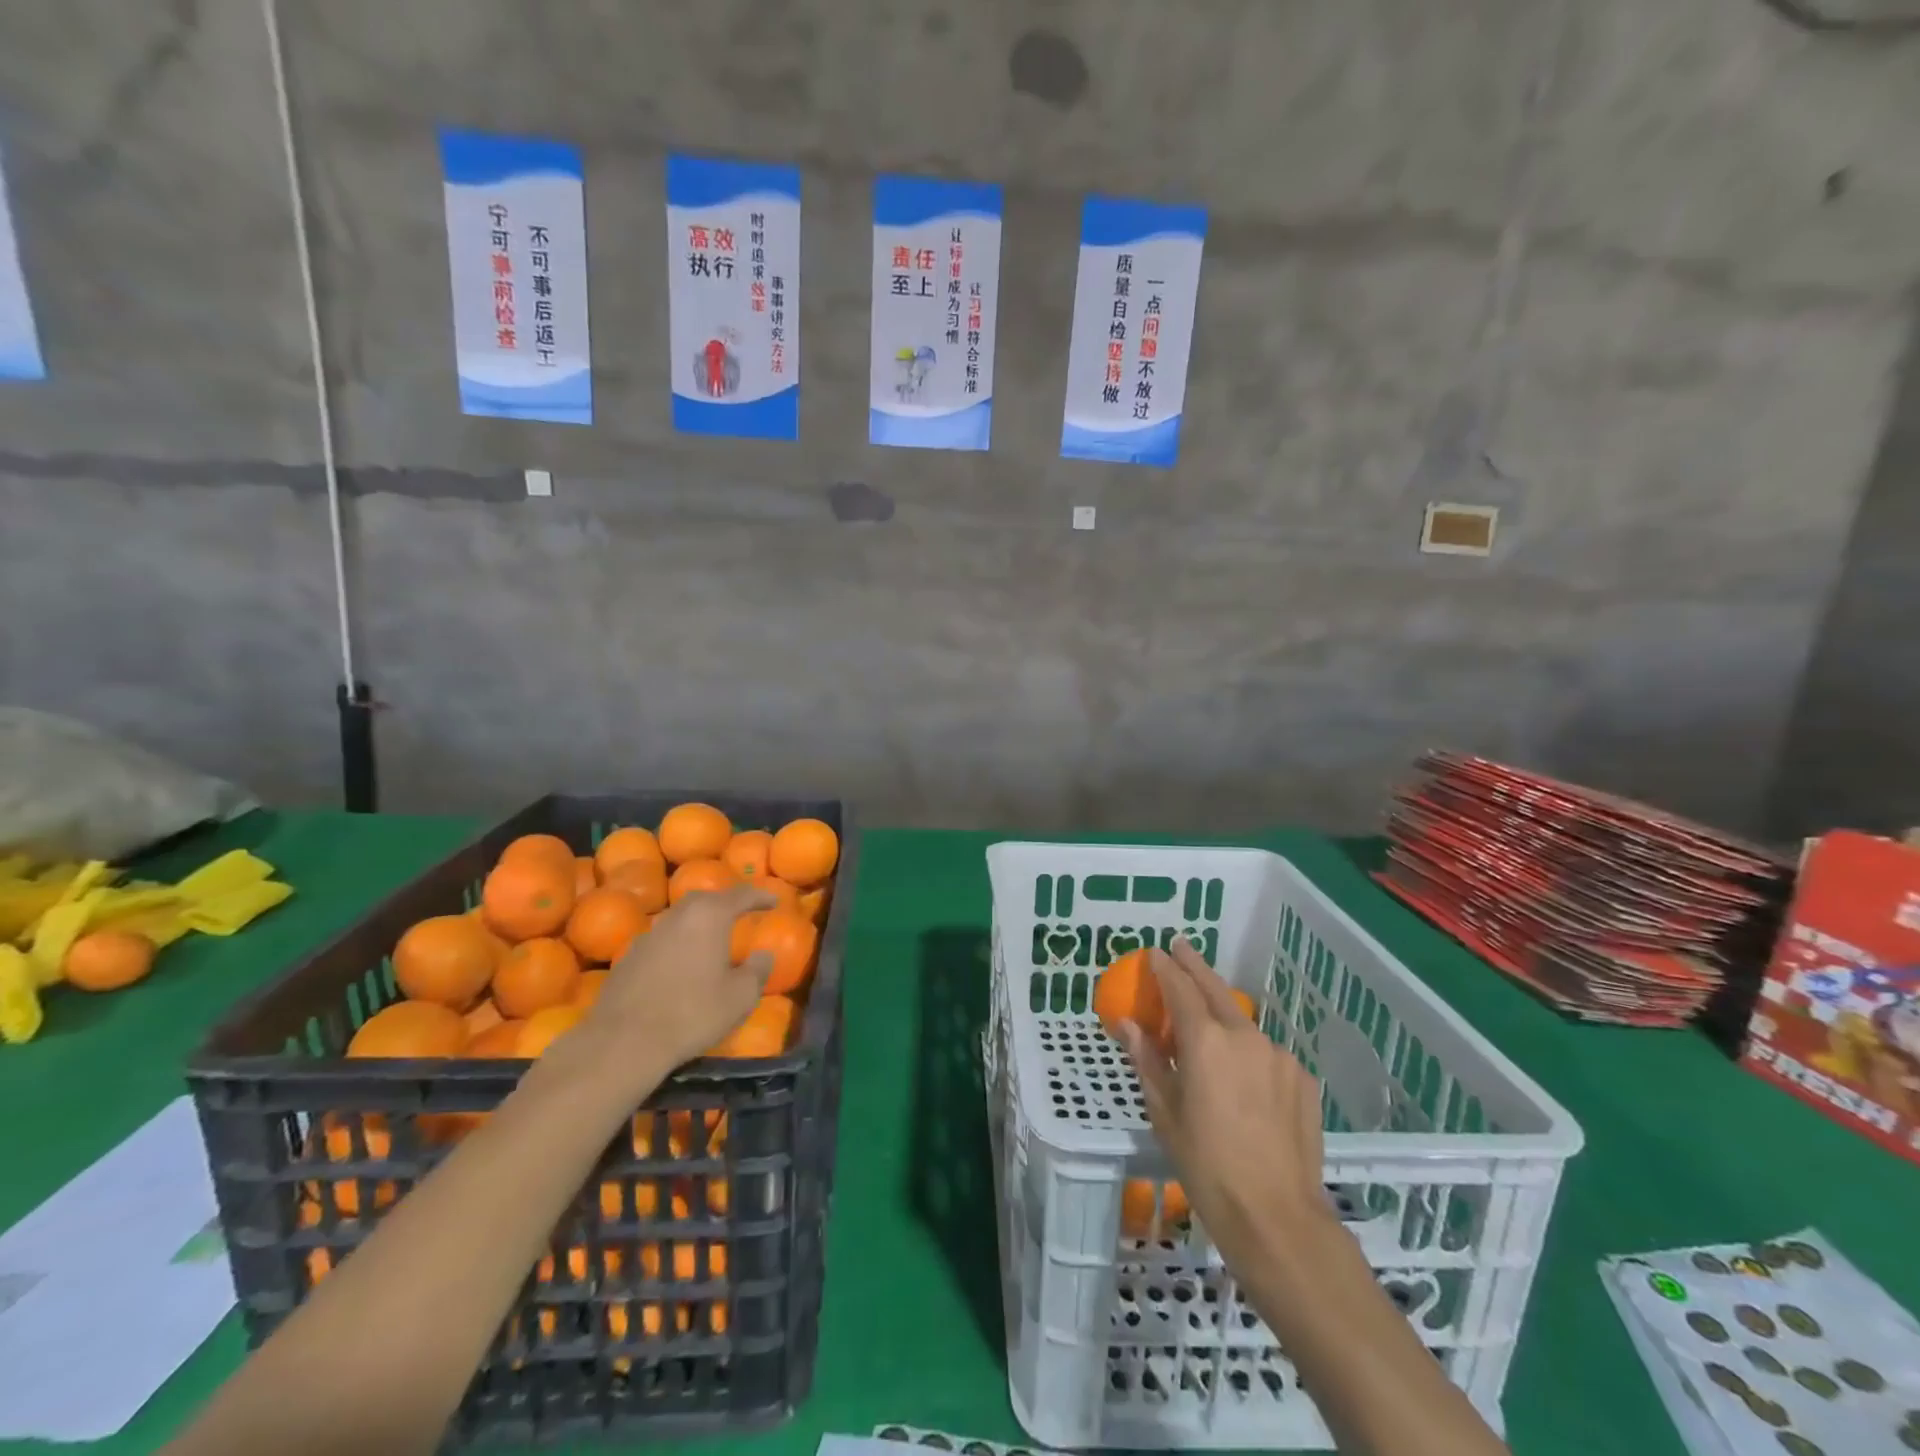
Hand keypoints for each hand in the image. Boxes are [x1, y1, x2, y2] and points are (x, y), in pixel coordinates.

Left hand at [585, 882, 773, 1072]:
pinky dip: (677, 944)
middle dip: (725, 903)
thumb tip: (764, 954)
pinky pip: (661, 941)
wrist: (624, 1041)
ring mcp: (648, 935)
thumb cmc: (693, 1012)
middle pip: (705, 900)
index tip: (774, 900)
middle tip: (740, 913)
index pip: (741, 895)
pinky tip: (680, 964)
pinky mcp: (627, 957)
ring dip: (698, 924)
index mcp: (709, 916)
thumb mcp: (740, 996)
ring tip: (711, 939)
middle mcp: (678, 916)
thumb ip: (758, 970)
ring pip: (680, 919)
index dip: (760, 896)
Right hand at [1120, 939, 1331, 1262]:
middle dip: (1194, 965)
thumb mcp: (1165, 1112)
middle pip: (1215, 988)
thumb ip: (1147, 1060)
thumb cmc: (1206, 1165)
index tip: (1154, 952)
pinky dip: (1249, 1051)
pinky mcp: (1301, 1077)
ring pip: (1243, 1023)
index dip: (1165, 968)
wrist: (1278, 1216)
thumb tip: (1127, 1024)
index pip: (1180, 989)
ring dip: (1223, 1013)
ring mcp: (1278, 1055)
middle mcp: (1244, 1035)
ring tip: (1209, 1025)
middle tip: (1181, 948)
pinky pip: (1266, 1053)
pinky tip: (1243, 1078)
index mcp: (1206, 1041)